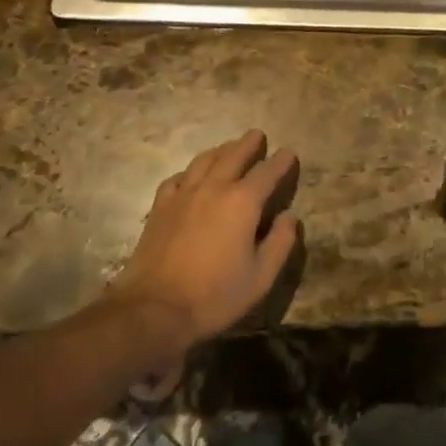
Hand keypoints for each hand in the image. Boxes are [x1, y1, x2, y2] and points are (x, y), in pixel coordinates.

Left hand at [109, 131, 299, 352]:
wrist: (154, 309)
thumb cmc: (214, 295)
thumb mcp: (261, 277)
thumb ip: (281, 242)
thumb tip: (290, 217)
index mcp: (243, 202)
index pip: (268, 172)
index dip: (281, 161)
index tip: (289, 153)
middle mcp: (214, 188)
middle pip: (234, 155)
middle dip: (249, 143)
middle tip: (258, 135)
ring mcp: (183, 195)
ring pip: (204, 160)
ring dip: (221, 150)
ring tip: (229, 147)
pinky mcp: (160, 207)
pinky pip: (178, 177)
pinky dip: (190, 171)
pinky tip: (191, 175)